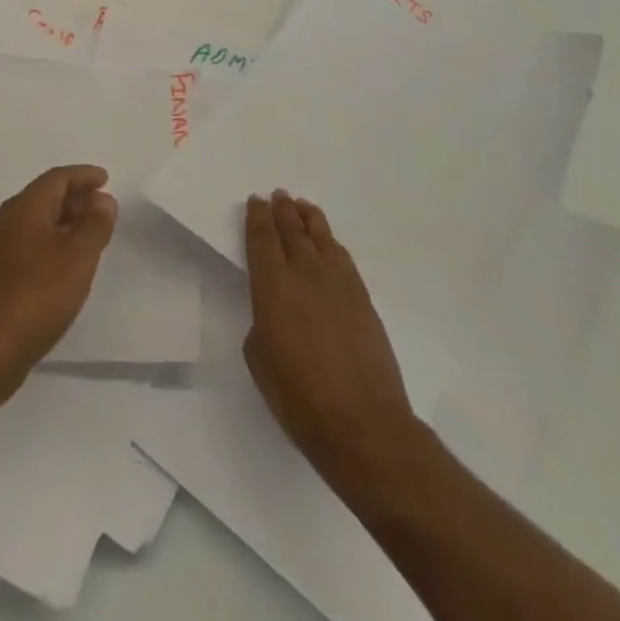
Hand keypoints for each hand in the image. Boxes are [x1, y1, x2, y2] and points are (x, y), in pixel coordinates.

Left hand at [0, 165, 117, 405]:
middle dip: (75, 198)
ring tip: (90, 236)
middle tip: (103, 209)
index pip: (57, 178)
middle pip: (44, 197)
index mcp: (23, 208)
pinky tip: (65, 265)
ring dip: (64, 222)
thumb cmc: (37, 296)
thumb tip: (102, 200)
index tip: (105, 179)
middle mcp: (6, 221)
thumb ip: (94, 225)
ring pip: (36, 222)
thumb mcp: (78, 257)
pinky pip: (28, 244)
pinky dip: (51, 243)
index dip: (83, 175)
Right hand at [243, 190, 418, 493]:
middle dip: (283, 211)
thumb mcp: (260, 361)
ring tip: (303, 206)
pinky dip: (331, 243)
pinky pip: (343, 258)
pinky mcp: (363, 299)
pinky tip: (329, 243)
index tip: (255, 202)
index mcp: (273, 287)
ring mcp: (338, 285)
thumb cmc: (299, 398)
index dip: (258, 218)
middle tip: (278, 195)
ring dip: (309, 219)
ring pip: (321, 238)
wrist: (363, 425)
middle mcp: (305, 275)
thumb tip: (275, 313)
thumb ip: (263, 324)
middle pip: (292, 231)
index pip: (262, 240)